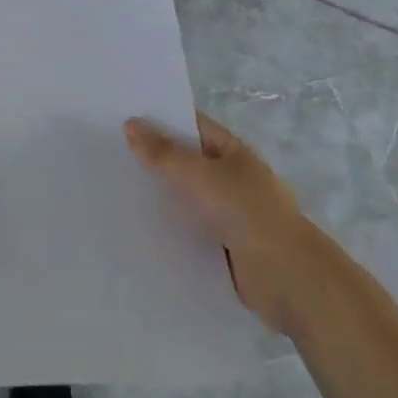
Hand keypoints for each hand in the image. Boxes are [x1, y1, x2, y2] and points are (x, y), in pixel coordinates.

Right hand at [125, 111, 310, 332]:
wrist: (290, 280)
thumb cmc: (248, 214)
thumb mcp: (201, 176)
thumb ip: (164, 153)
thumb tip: (130, 124)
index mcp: (232, 151)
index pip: (190, 125)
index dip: (159, 119)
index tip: (121, 117)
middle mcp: (230, 177)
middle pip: (185, 161)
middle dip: (153, 158)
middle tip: (108, 152)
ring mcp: (227, 213)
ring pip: (185, 197)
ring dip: (159, 196)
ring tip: (113, 189)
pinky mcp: (222, 246)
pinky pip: (188, 229)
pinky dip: (168, 228)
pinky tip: (136, 227)